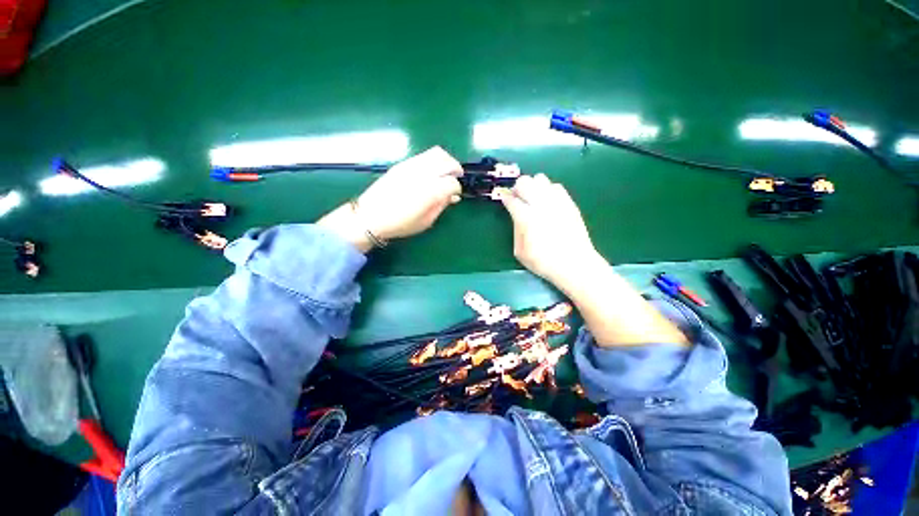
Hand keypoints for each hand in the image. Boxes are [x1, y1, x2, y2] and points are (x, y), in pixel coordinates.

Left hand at [356, 146, 462, 239]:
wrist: (370, 216)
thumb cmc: (400, 224)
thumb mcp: (426, 222)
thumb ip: (441, 206)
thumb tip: (452, 197)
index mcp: (430, 192)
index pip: (452, 183)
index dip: (456, 189)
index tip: (454, 195)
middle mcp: (423, 174)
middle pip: (447, 162)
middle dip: (455, 168)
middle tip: (456, 177)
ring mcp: (411, 166)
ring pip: (436, 153)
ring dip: (446, 160)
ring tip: (446, 171)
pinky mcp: (402, 164)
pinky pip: (424, 155)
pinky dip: (433, 160)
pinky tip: (431, 171)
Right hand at [498, 174, 599, 286]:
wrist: (574, 264)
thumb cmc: (543, 261)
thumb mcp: (520, 252)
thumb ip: (516, 230)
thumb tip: (516, 217)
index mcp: (526, 217)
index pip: (511, 199)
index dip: (505, 197)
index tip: (504, 199)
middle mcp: (540, 204)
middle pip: (524, 181)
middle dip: (518, 188)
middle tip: (518, 198)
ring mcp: (556, 201)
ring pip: (540, 179)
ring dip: (533, 186)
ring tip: (533, 198)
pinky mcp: (569, 202)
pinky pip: (556, 186)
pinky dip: (548, 190)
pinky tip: (548, 201)